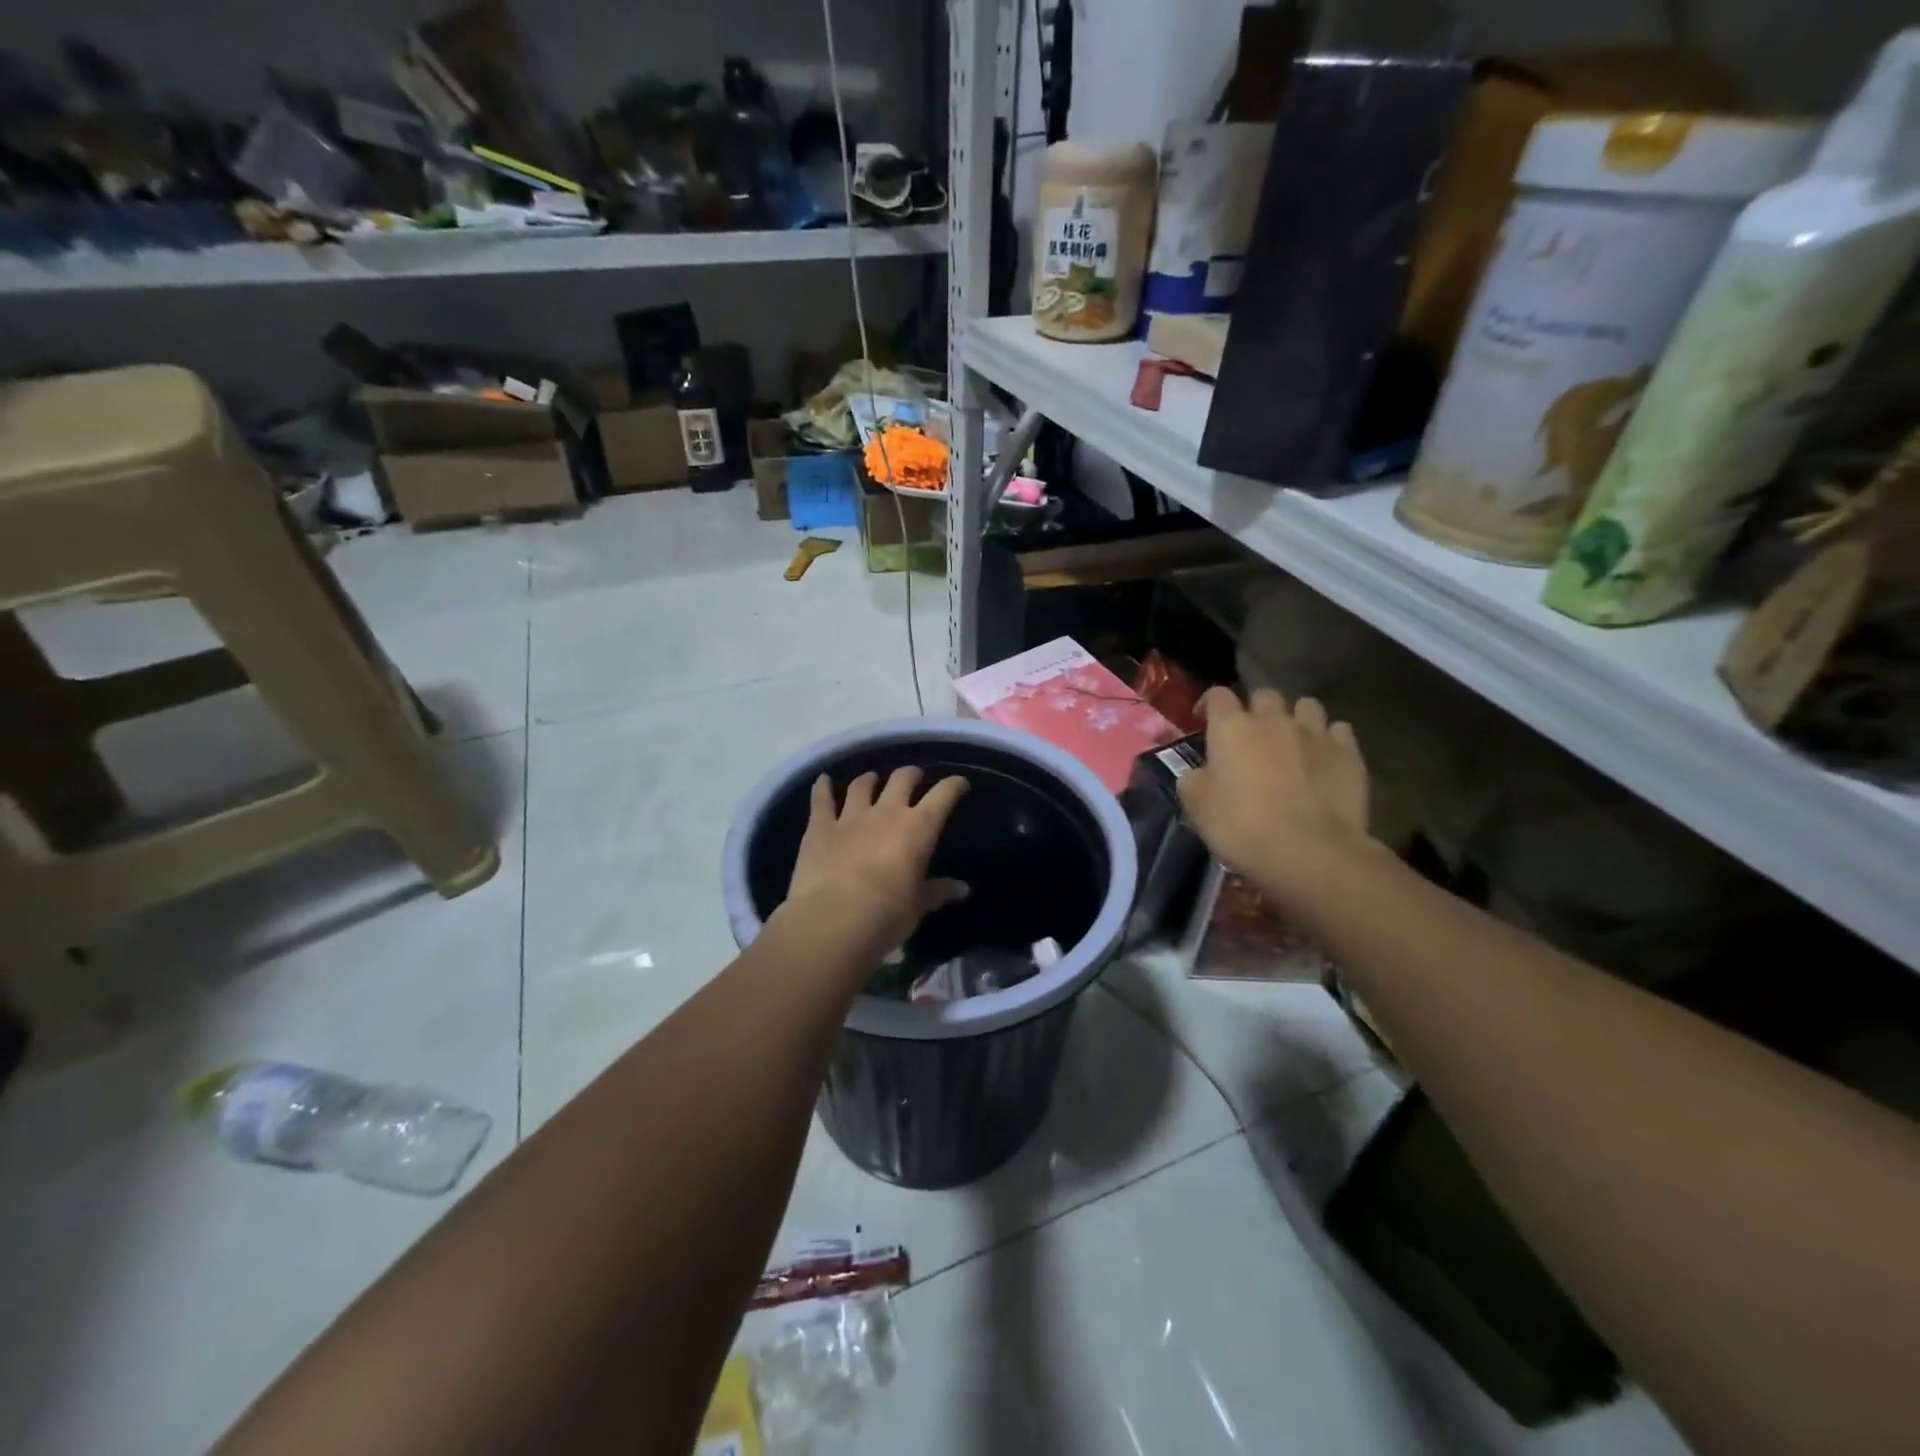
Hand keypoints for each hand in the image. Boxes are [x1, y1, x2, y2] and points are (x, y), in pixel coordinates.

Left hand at [781, 767, 970, 954]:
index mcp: (918, 828)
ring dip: (869, 780)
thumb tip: (962, 889)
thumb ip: (938, 891)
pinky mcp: (820, 827)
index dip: (953, 786)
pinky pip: (821, 800)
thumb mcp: (918, 905)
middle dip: (910, 775)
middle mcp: (886, 812)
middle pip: (901, 780)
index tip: (959, 784)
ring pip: (862, 786)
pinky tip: (823, 780)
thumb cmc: (887, 914)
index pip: (943, 796)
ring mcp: (850, 817)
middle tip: (913, 777)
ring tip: (871, 778)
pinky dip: (822, 787)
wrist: (834, 920)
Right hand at [1178, 687, 1372, 908]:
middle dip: (1256, 710)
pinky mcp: (1349, 752)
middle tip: (1252, 736)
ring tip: (1293, 742)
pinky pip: (1339, 731)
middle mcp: (1273, 720)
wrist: (1309, 851)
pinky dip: (1329, 740)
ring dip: (1296, 718)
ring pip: (1307, 706)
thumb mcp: (1196, 806)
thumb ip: (1193, 780)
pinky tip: (1324, 759)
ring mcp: (1315, 732)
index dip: (1210, 705)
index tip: (1205, 721)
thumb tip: (1200, 773)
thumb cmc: (1241, 826)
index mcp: (1231, 727)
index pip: (1218, 695)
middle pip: (1264, 695)